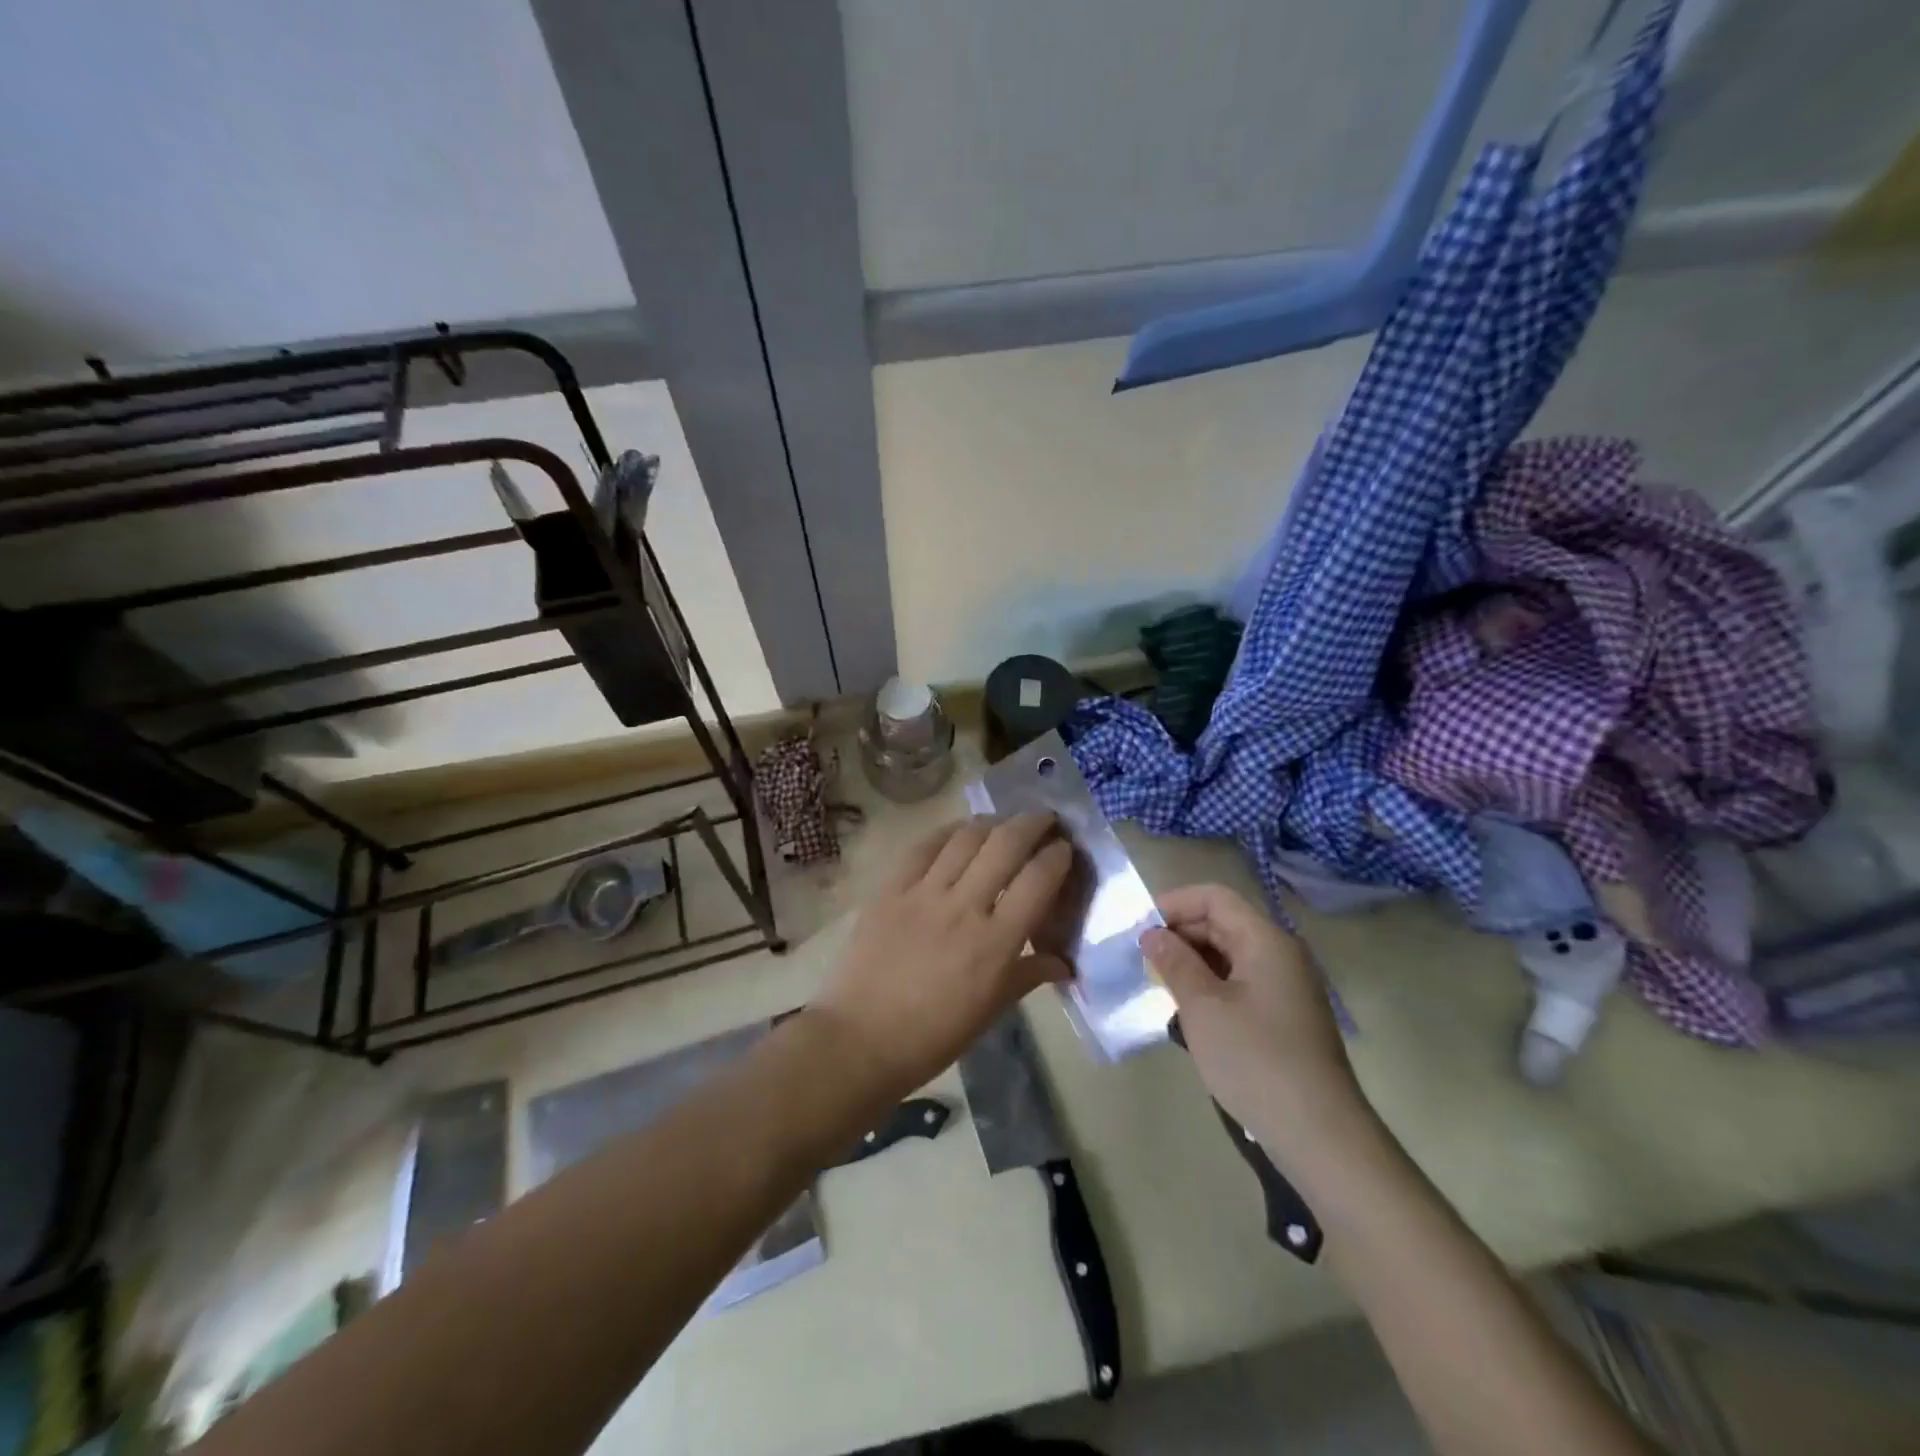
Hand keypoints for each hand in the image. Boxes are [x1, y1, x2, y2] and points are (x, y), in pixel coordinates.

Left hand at [811, 814, 1073, 1099]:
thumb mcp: (990, 1011)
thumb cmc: (934, 1035)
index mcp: (996, 943)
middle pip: (1006, 844)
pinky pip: (923, 846)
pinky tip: (958, 833)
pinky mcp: (891, 889)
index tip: (1064, 849)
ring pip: (966, 837)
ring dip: (992, 822)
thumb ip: (1028, 976)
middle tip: (1044, 820)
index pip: (1038, 880)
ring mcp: (924, 893)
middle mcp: (964, 907)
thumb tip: (1064, 963)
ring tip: (1002, 824)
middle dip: (1032, 823)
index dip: (1057, 856)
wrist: (861, 1039)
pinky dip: (947, 832)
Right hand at [1142, 884, 1364, 1162]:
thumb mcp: (1202, 1007)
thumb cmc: (1254, 1059)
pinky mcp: (1285, 1016)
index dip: (1174, 904)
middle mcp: (1280, 954)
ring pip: (1230, 955)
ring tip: (1162, 988)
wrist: (1318, 1134)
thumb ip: (1174, 962)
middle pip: (1223, 923)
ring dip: (1193, 963)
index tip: (1141, 930)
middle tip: (1144, 962)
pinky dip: (1211, 986)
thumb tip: (1152, 934)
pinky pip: (1241, 982)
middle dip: (1180, 935)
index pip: (1215, 898)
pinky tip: (1190, 1014)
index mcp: (1265, 940)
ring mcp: (1286, 986)